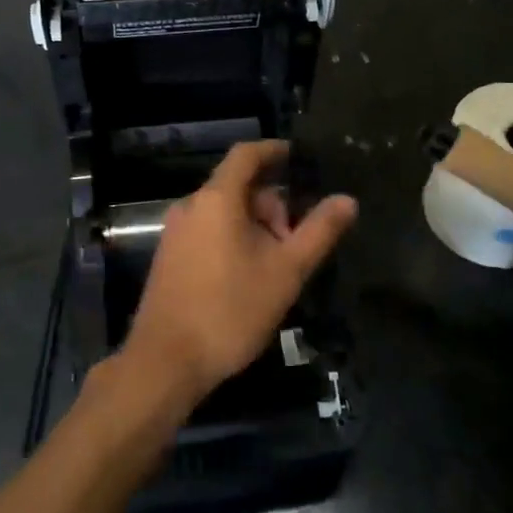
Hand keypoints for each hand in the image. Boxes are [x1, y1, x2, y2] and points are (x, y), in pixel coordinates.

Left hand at [122, 141, 358, 409]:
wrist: (166, 362)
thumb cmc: (230, 310)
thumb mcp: (286, 271)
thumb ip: (318, 232)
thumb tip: (347, 200)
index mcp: (216, 199)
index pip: (246, 154)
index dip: (275, 150)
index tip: (301, 158)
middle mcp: (190, 206)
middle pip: (237, 186)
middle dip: (272, 204)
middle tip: (297, 239)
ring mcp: (175, 232)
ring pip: (223, 212)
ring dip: (255, 225)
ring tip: (278, 262)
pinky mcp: (169, 257)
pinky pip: (208, 230)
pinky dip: (233, 238)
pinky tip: (249, 275)